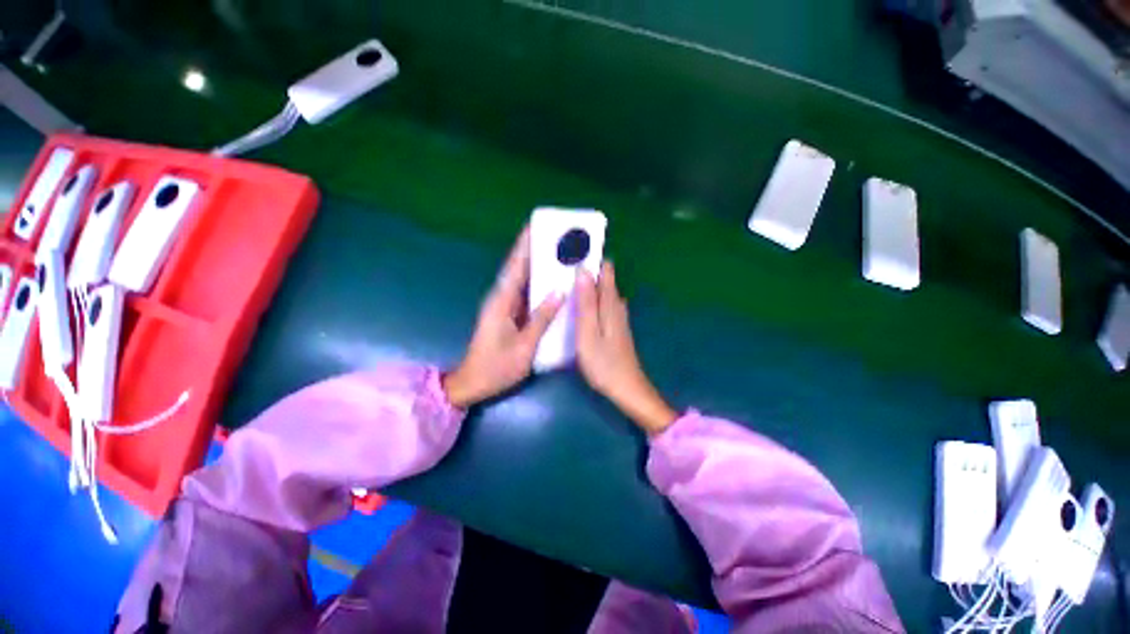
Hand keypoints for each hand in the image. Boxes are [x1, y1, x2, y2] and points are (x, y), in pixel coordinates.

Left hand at [443, 227, 562, 407]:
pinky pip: (524, 293)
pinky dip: (536, 284)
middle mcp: (501, 298)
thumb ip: (541, 318)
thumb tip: (559, 292)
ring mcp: (504, 306)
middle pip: (518, 268)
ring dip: (536, 265)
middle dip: (533, 250)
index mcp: (502, 301)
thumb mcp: (524, 346)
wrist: (473, 383)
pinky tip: (551, 281)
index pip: (514, 267)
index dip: (524, 246)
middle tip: (554, 237)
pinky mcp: (508, 314)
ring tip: (556, 253)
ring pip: (521, 279)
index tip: (535, 226)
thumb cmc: (496, 367)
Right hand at [575, 262, 676, 434]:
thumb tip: (584, 271)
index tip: (576, 245)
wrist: (627, 390)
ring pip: (606, 292)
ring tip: (573, 275)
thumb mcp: (589, 334)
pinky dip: (595, 297)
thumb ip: (586, 303)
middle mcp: (617, 306)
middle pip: (606, 280)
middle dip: (591, 267)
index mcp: (610, 304)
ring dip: (592, 282)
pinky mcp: (617, 328)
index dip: (594, 256)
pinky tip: (586, 301)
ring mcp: (619, 318)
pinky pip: (605, 304)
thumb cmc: (604, 364)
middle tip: (568, 259)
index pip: (606, 271)